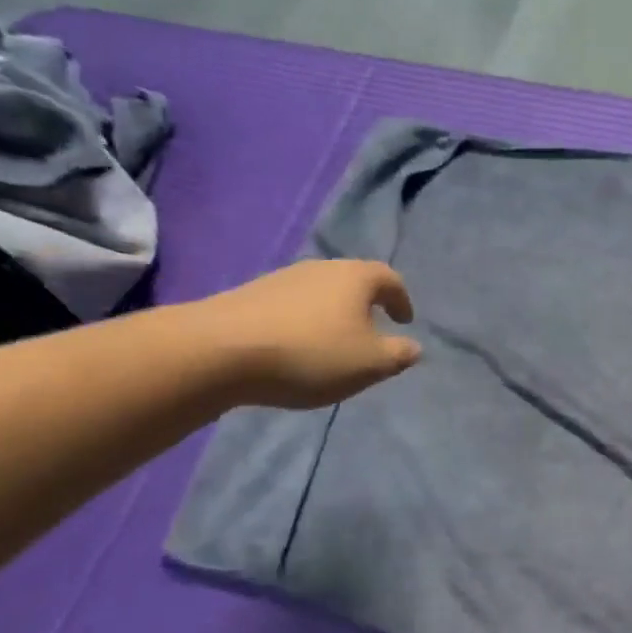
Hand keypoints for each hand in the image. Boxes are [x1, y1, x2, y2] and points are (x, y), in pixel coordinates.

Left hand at [192, 259, 422, 409]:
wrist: (218, 351)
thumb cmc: (310, 353)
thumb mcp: (369, 364)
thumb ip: (398, 355)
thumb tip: (413, 347)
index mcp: (356, 277)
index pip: (390, 279)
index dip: (402, 300)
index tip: (404, 321)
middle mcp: (321, 268)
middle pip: (353, 282)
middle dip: (365, 305)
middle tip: (371, 331)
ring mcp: (281, 279)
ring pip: (319, 293)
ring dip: (332, 315)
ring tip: (332, 344)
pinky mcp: (249, 296)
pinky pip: (290, 307)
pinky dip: (302, 323)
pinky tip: (295, 348)